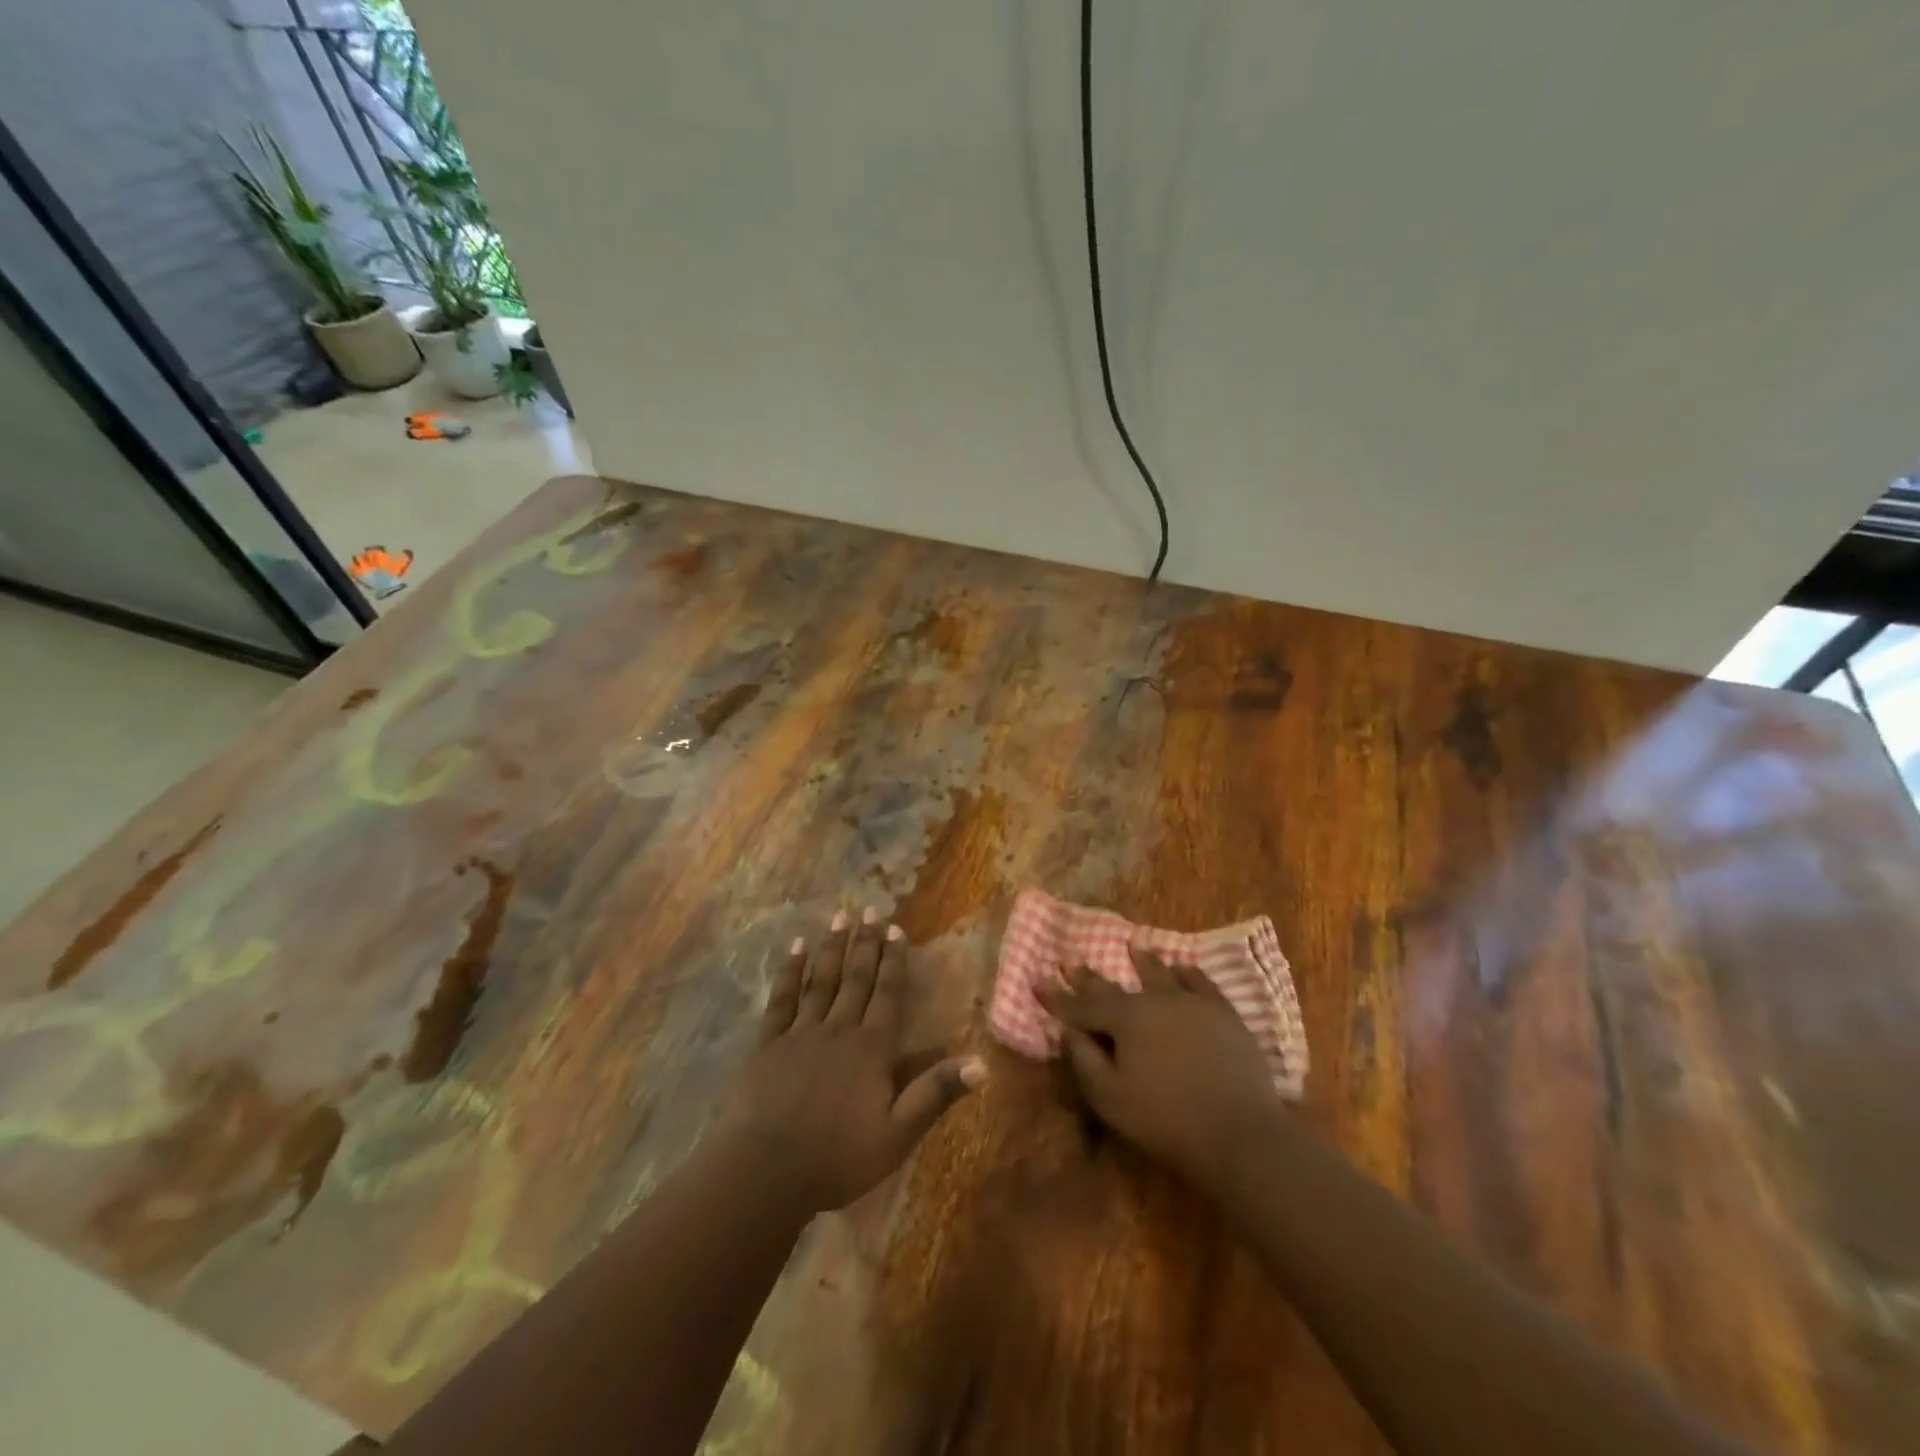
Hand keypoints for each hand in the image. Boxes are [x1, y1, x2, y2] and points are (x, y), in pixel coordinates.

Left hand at [717, 909, 985, 1214]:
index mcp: (870, 1049)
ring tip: (840, 917)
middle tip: (870, 909)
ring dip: (832, 947)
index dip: (894, 961)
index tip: (896, 928)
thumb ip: (936, 1094)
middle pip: (855, 978)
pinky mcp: (768, 1044)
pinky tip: (795, 949)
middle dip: (865, 943)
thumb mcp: (897, 1135)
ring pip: (821, 981)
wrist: (764, 1172)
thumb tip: (982, 1063)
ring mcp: (800, 1033)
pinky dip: (790, 971)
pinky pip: (782, 999)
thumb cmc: (836, 1158)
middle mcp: (838, 1030)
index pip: (888, 994)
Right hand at [1039, 950, 1283, 1192]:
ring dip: (1144, 961)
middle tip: (1072, 962)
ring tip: (1134, 945)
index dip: (1058, 996)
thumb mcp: (1110, 1098)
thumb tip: (1067, 1030)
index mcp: (1125, 1019)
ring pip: (1161, 974)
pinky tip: (1183, 968)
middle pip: (1116, 986)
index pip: (1082, 1006)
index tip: (1038, 980)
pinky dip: (1188, 973)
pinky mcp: (1223, 1013)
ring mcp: (1192, 1003)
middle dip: (1090, 977)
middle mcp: (1155, 1000)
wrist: (1239, 1131)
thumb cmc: (1165, 1119)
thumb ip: (1084, 1059)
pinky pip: (1201, 983)